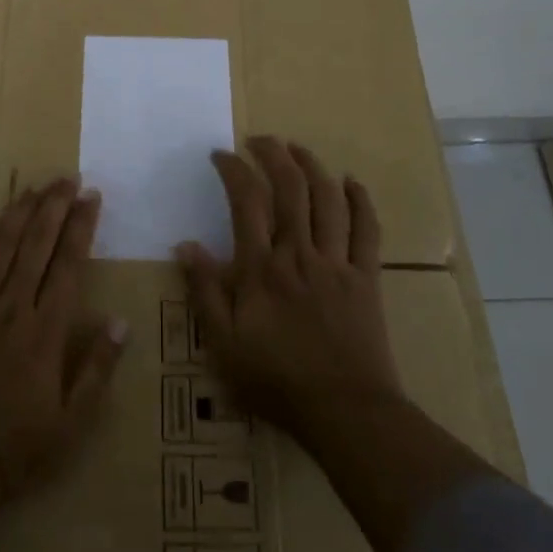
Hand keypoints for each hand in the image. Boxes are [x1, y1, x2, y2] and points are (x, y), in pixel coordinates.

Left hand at [0, 178, 128, 551]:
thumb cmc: (16, 448)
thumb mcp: (72, 423)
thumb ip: (98, 369)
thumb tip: (121, 321)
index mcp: (46, 331)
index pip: (67, 263)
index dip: (80, 226)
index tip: (91, 196)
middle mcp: (12, 308)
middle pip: (35, 244)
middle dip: (53, 206)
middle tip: (67, 177)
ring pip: (0, 248)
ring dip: (19, 213)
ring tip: (34, 187)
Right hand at [178, 137, 401, 431]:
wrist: (345, 411)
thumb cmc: (276, 380)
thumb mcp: (223, 343)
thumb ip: (204, 291)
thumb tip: (185, 245)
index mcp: (261, 267)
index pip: (246, 202)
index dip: (233, 170)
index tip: (221, 155)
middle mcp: (299, 253)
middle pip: (290, 188)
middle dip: (274, 155)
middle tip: (260, 139)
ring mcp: (337, 262)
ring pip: (327, 200)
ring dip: (312, 167)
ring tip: (297, 148)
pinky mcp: (366, 278)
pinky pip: (367, 231)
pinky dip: (361, 201)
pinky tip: (351, 182)